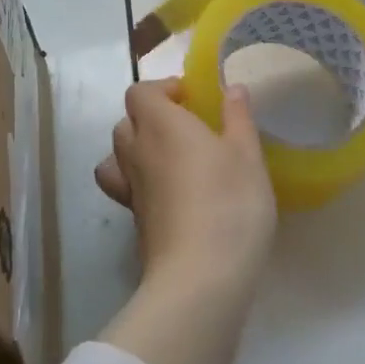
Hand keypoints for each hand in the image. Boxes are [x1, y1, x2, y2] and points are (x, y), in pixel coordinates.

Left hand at [95, 78, 277, 290]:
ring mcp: (130, 190)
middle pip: (125, 122)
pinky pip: (125, 188)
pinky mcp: (134, 221)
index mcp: (161, 125)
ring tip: (171, 159)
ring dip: (137, 149)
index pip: (140, 92)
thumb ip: (238, 118)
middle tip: (186, 127)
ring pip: (117, 156)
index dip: (162, 89)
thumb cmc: (230, 203)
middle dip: (150, 117)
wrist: (200, 275)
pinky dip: (140, 182)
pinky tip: (169, 195)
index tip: (191, 99)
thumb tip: (232, 88)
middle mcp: (136, 152)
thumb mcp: (247, 155)